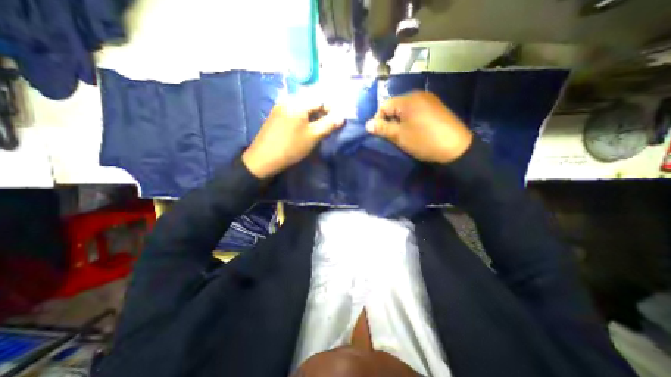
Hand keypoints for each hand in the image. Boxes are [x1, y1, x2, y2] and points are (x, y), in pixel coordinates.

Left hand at [241, 99, 342, 177]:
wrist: (263, 158)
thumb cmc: (291, 147)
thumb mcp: (313, 136)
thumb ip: (328, 125)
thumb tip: (342, 117)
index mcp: (298, 102)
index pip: (321, 100)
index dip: (331, 110)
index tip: (336, 122)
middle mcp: (288, 99)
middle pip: (311, 102)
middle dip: (322, 113)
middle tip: (327, 127)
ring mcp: (280, 106)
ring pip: (303, 108)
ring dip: (313, 117)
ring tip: (316, 130)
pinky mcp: (276, 114)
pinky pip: (294, 112)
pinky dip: (303, 118)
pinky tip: (304, 129)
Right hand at [366, 92, 470, 163]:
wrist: (457, 148)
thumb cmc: (424, 141)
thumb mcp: (400, 136)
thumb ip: (382, 129)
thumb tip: (367, 124)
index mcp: (408, 99)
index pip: (384, 105)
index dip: (378, 120)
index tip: (381, 134)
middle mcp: (419, 95)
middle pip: (395, 106)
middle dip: (390, 121)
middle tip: (392, 136)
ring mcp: (429, 100)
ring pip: (406, 109)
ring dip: (400, 121)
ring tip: (403, 135)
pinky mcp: (436, 107)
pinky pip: (417, 111)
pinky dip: (411, 120)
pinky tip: (415, 130)